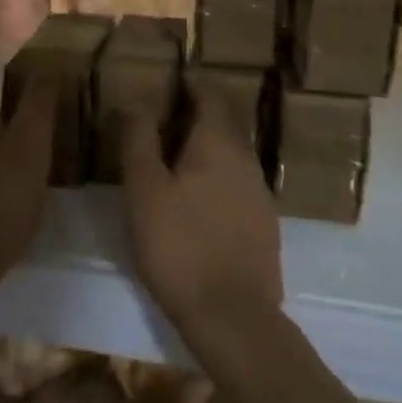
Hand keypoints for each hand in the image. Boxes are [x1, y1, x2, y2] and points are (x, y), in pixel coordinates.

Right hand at [121, 95, 282, 353]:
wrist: (232, 317)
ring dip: (205, 149)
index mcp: (219, 143)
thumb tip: (136, 100)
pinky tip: (197, 202)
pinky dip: (216, 178)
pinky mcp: (264, 225)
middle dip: (196, 116)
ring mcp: (261, 193)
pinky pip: (238, 184)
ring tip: (173, 162)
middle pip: (224, 123)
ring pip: (232, 155)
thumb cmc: (179, 245)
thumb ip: (139, 139)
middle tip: (161, 123)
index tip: (166, 85)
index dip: (190, 85)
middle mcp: (247, 159)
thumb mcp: (144, 190)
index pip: (210, 95)